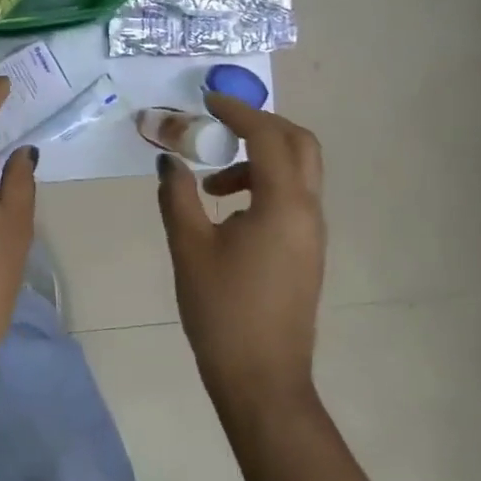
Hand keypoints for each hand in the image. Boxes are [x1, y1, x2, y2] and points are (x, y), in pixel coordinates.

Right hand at [156, 93, 325, 411]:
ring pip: (297, 172)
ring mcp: (312, 233)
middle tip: (221, 125)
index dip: (237, 112)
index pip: (267, 137)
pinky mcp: (307, 251)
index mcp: (283, 205)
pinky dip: (263, 185)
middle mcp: (308, 211)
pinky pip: (292, 198)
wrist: (261, 379)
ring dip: (258, 159)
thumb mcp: (189, 247)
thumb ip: (177, 195)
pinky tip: (228, 212)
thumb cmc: (222, 311)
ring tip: (211, 183)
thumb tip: (168, 159)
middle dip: (261, 126)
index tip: (206, 101)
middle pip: (299, 144)